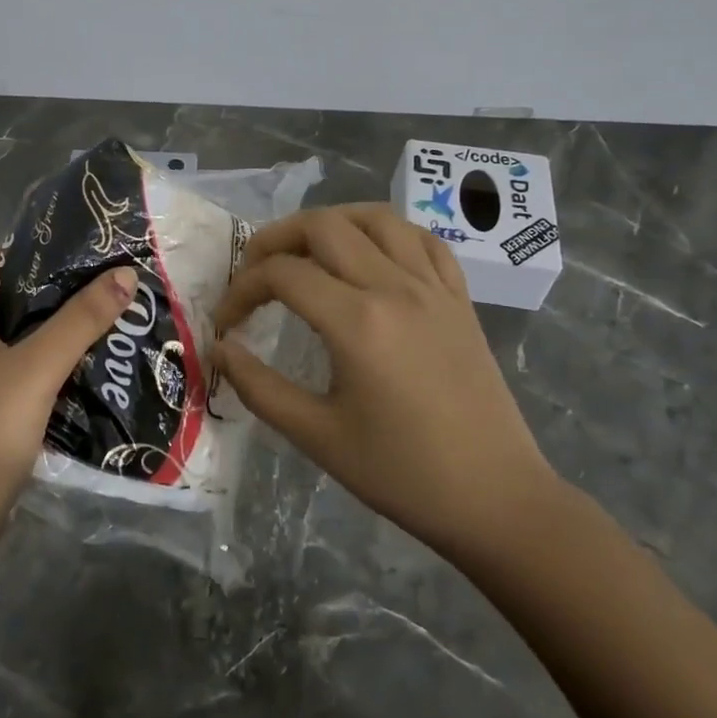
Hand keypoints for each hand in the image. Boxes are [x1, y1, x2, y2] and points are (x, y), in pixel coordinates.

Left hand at [0, 250, 137, 561]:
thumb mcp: (35, 373)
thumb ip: (81, 320)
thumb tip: (126, 272)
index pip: (0, 259)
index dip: (48, 253)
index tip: (99, 255)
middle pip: (6, 296)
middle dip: (59, 294)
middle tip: (114, 290)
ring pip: (9, 334)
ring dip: (53, 330)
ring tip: (108, 323)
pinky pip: (3, 366)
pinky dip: (37, 361)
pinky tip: (78, 368)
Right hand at [211, 204, 558, 568]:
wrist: (495, 499)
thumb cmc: (402, 473)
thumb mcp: (317, 436)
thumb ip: (258, 387)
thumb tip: (221, 347)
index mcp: (357, 322)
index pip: (282, 274)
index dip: (242, 290)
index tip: (227, 322)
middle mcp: (395, 288)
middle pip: (323, 226)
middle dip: (275, 239)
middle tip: (254, 272)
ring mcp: (433, 288)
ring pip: (376, 218)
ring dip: (331, 223)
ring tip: (306, 250)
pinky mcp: (460, 298)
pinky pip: (423, 240)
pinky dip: (388, 233)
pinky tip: (371, 255)